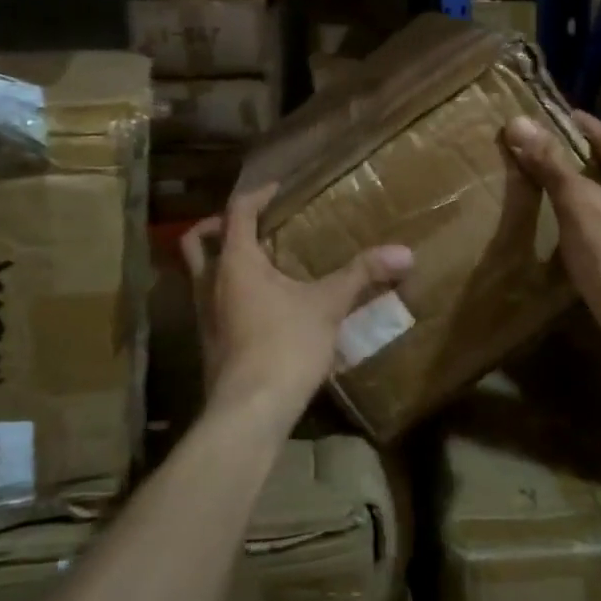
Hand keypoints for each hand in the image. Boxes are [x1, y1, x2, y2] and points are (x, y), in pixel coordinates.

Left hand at [181, 184, 414, 420]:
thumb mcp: (328, 306)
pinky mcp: (209, 343)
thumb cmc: (285, 346)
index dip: (256, 195)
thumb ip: (362, 275)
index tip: (277, 190)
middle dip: (215, 226)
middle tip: (248, 226)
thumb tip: (405, 252)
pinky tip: (259, 306)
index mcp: (235, 263)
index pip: (236, 213)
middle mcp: (210, 283)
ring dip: (219, 262)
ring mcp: (203, 316)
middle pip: (196, 241)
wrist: (250, 411)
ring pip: (199, 275)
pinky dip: (227, 292)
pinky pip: (210, 303)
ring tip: (257, 264)